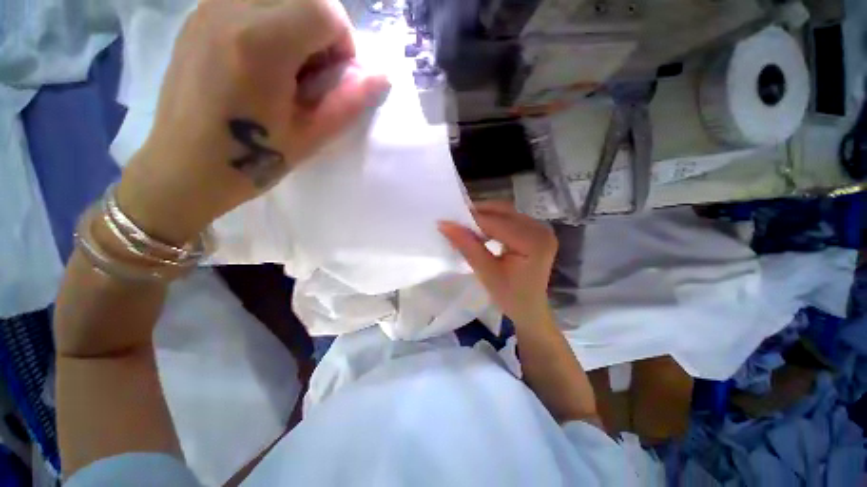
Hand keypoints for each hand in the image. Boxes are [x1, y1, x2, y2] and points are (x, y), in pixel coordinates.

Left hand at [118, 0, 388, 242]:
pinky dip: (272, 21)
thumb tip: (382, 76)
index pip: (326, 10)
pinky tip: (262, 59)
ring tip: (287, 66)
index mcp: (261, 44)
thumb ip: (349, 101)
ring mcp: (208, 6)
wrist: (183, 167)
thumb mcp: (311, 137)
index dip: (344, 44)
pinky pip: (251, 0)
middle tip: (314, 71)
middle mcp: (231, 8)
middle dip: (323, 30)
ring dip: (297, 23)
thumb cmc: (251, 160)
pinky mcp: (197, 14)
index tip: (336, 76)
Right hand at [439, 201, 557, 326]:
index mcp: (533, 242)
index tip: (447, 220)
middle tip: (455, 221)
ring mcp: (540, 229)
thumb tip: (444, 224)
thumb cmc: (510, 296)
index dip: (470, 219)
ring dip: (484, 216)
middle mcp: (540, 229)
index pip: (496, 223)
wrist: (530, 308)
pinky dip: (492, 221)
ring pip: (505, 212)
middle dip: (477, 214)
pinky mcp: (535, 231)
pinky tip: (481, 229)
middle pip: (503, 211)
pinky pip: (510, 218)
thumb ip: (467, 246)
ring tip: (465, 225)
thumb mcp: (486, 272)